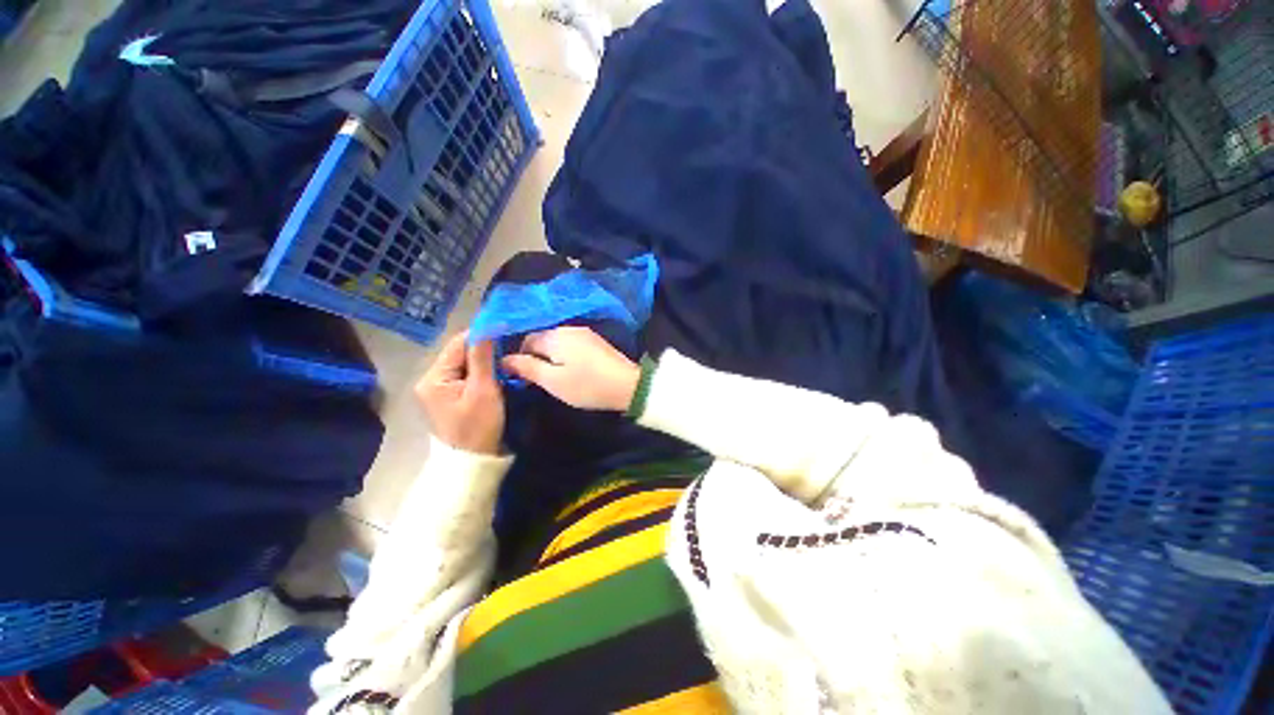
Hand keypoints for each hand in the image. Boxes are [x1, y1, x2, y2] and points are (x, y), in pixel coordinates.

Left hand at [414, 332, 503, 454]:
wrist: (473, 462)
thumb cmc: (478, 426)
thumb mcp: (483, 389)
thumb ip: (482, 356)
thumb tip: (488, 325)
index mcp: (433, 378)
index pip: (457, 343)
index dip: (481, 335)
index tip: (505, 332)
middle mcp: (429, 380)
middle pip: (458, 353)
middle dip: (482, 350)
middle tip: (507, 352)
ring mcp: (437, 389)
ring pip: (463, 364)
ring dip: (482, 361)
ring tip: (502, 364)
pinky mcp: (446, 397)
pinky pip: (463, 375)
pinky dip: (479, 372)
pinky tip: (493, 376)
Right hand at [501, 326, 640, 411]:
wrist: (627, 386)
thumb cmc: (587, 385)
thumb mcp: (553, 381)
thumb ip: (527, 368)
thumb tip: (504, 359)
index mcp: (555, 336)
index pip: (527, 340)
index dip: (521, 358)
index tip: (525, 378)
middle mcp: (568, 328)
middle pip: (543, 339)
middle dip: (537, 357)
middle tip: (542, 380)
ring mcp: (585, 333)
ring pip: (557, 342)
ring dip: (552, 357)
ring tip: (557, 378)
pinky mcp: (596, 341)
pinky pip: (572, 345)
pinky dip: (566, 356)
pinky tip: (573, 371)